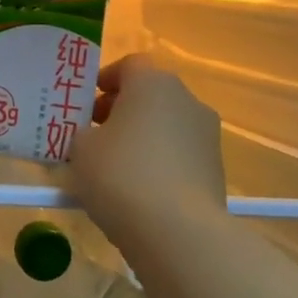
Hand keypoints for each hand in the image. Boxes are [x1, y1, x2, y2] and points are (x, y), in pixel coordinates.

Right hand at [69, 54, 227, 250]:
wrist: (178, 232)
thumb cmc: (121, 176)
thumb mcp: (81, 150)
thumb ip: (82, 134)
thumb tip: (92, 137)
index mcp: (153, 83)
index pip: (129, 65)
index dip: (105, 80)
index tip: (85, 106)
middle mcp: (187, 100)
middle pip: (149, 94)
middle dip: (121, 111)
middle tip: (94, 136)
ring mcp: (207, 134)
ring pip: (166, 125)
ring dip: (142, 138)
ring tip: (114, 169)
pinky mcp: (216, 168)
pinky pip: (179, 155)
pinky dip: (160, 163)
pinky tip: (139, 192)